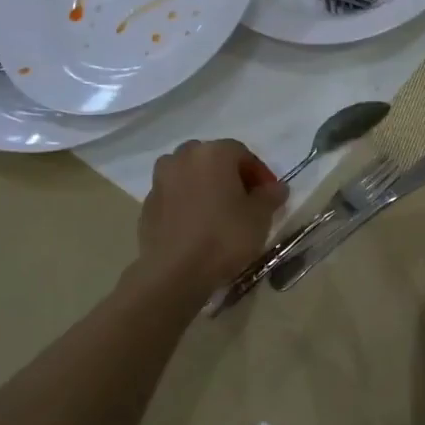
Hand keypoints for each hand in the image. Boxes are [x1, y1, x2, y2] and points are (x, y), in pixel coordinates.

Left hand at [137, 140, 287, 294]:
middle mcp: (183, 157)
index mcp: (213, 153)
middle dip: (230, 175)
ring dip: (205, 185)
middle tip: (244, 200)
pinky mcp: (147, 204)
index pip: (242, 152)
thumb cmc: (224, 237)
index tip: (268, 195)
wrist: (175, 272)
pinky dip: (187, 202)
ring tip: (218, 211)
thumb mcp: (260, 217)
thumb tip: (276, 187)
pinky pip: (174, 194)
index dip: (259, 173)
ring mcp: (160, 180)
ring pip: (189, 174)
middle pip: (212, 158)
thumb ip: (270, 196)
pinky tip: (198, 226)